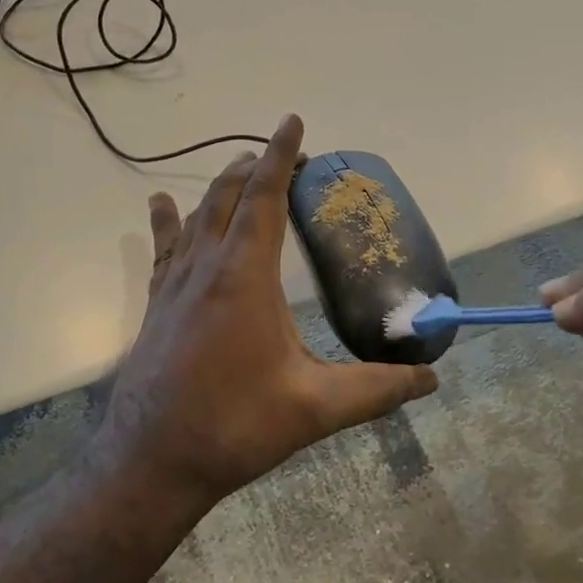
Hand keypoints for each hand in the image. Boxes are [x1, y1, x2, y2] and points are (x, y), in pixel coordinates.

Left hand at [96, 114, 437, 514]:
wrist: (151, 460)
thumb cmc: (234, 426)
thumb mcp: (314, 408)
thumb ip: (376, 389)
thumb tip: (431, 380)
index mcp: (244, 276)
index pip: (264, 196)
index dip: (280, 156)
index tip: (292, 121)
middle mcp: (206, 265)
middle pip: (228, 195)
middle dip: (256, 167)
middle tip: (285, 158)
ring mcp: (174, 283)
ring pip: (197, 215)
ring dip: (222, 187)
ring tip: (242, 171)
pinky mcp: (156, 303)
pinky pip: (164, 247)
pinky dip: (169, 220)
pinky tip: (161, 204)